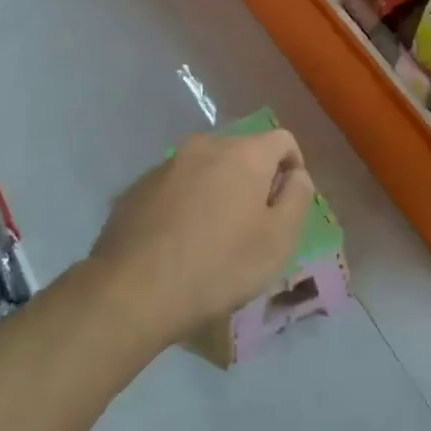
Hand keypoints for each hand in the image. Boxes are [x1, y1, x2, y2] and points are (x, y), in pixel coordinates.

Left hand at [90, 131, 313, 349]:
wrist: (132, 291)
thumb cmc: (219, 265)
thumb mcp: (278, 240)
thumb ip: (297, 198)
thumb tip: (296, 175)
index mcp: (244, 153)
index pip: (282, 140)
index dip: (293, 168)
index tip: (286, 205)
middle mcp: (205, 146)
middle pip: (243, 153)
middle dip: (253, 182)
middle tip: (252, 227)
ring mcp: (166, 164)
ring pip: (206, 169)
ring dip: (217, 192)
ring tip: (212, 238)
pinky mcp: (136, 188)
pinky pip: (175, 187)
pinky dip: (185, 204)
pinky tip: (178, 243)